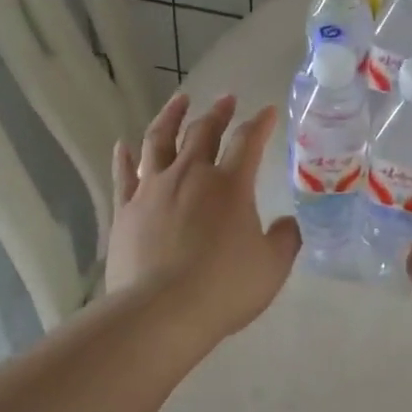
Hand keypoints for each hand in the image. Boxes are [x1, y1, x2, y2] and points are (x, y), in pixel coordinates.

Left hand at [107, 92, 300, 345]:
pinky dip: (125, 157)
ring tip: (179, 100)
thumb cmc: (224, 288)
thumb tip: (288, 224)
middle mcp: (191, 175)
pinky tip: (124, 145)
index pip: (249, 141)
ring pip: (160, 140)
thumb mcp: (271, 267)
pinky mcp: (126, 209)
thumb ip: (285, 240)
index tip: (269, 111)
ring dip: (171, 116)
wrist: (160, 311)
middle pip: (204, 131)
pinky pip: (124, 174)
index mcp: (230, 185)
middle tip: (226, 99)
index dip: (261, 123)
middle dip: (218, 112)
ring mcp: (153, 189)